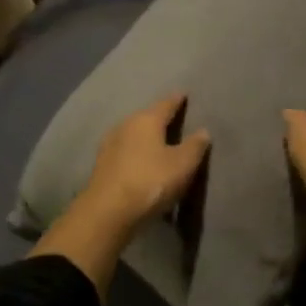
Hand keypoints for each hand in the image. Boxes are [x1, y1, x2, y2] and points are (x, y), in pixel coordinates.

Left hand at [82, 94, 211, 231]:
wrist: (108, 211)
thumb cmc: (150, 181)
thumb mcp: (182, 164)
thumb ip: (195, 146)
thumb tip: (202, 130)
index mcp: (146, 120)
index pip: (166, 103)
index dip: (177, 100)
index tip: (184, 94)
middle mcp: (125, 125)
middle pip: (147, 117)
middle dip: (160, 118)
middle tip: (175, 121)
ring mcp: (110, 145)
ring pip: (133, 134)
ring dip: (146, 137)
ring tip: (160, 143)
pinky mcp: (102, 165)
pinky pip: (125, 151)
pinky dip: (136, 153)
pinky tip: (142, 162)